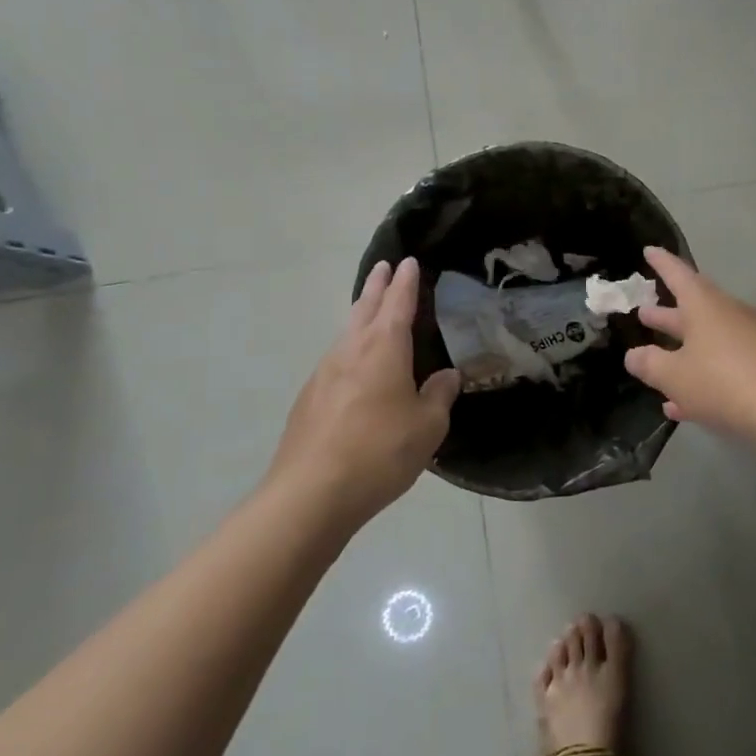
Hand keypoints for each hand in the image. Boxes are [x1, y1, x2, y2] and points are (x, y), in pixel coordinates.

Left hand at [270, 259, 461, 529]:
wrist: (310, 494)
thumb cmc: (379, 452)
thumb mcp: (427, 427)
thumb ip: (439, 396)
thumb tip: (447, 376)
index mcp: (384, 347)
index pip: (398, 303)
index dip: (405, 282)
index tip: (407, 261)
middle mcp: (351, 350)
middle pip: (365, 307)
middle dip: (376, 286)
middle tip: (383, 267)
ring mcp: (324, 373)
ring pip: (346, 331)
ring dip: (360, 313)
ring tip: (369, 308)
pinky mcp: (309, 398)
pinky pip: (336, 359)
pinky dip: (350, 347)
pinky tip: (354, 365)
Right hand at [623, 247, 755, 443]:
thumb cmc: (722, 381)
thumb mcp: (674, 375)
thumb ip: (649, 363)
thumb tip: (633, 355)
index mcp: (704, 305)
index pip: (678, 274)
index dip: (661, 263)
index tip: (649, 251)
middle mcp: (728, 315)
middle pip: (692, 308)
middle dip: (666, 313)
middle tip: (643, 310)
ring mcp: (748, 341)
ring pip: (706, 339)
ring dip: (681, 347)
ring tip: (655, 356)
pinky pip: (722, 366)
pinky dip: (701, 376)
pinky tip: (680, 404)